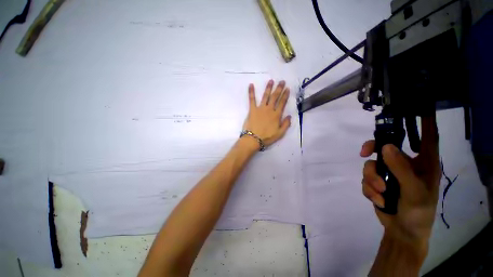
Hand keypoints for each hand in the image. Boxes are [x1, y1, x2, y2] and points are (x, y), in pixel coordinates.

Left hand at [242, 80, 291, 148]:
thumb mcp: (280, 133)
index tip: (287, 89)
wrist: (254, 139)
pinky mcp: (252, 109)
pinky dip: (251, 92)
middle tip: (282, 81)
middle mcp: (269, 109)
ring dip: (268, 88)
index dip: (285, 95)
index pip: (282, 103)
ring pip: (265, 96)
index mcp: (276, 115)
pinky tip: (251, 84)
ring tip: (271, 81)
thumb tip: (289, 116)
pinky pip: (252, 99)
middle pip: (275, 97)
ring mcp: (260, 108)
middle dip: (279, 88)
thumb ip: (286, 124)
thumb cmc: (267, 137)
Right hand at [360, 115, 440, 243]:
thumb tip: (386, 146)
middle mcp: (405, 165)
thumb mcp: (415, 192)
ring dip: (372, 179)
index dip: (425, 122)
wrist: (402, 231)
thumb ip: (401, 169)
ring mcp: (389, 174)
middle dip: (372, 148)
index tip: (419, 107)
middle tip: (364, 152)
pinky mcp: (376, 183)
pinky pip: (366, 179)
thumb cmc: (418, 212)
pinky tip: (379, 200)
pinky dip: (369, 189)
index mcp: (423, 164)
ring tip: (380, 193)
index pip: (428, 138)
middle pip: (385, 146)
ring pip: (371, 165)